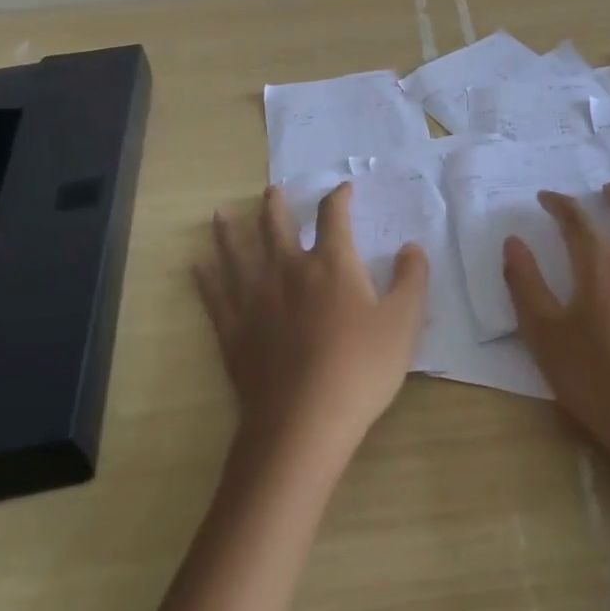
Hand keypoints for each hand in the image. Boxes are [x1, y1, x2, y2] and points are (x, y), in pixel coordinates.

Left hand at [195, 183, 429, 462]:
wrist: (304, 421)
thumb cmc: (360, 368)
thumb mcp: (403, 322)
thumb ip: (412, 279)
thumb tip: (412, 246)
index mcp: (331, 264)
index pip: (334, 216)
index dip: (339, 198)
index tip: (343, 189)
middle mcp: (288, 270)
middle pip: (276, 226)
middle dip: (275, 205)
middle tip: (271, 190)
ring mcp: (255, 298)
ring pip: (237, 253)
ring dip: (229, 230)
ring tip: (220, 213)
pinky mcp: (233, 329)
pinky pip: (214, 295)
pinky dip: (205, 277)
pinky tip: (197, 266)